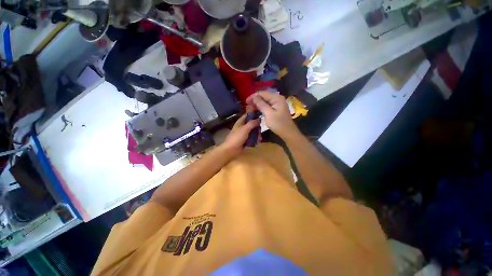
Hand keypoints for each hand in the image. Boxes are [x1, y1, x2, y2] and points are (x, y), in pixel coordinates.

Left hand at [220, 113, 259, 154]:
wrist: (231, 149)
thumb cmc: (237, 137)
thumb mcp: (245, 129)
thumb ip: (252, 123)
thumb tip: (259, 119)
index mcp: (241, 122)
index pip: (248, 115)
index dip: (254, 114)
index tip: (261, 114)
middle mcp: (243, 126)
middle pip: (253, 123)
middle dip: (257, 127)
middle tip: (260, 130)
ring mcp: (245, 133)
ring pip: (254, 131)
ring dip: (257, 134)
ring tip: (259, 138)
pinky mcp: (246, 140)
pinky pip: (253, 138)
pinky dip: (256, 139)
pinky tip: (258, 141)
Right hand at [248, 92, 298, 139]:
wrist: (288, 133)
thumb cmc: (278, 124)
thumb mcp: (269, 114)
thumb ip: (261, 104)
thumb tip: (254, 97)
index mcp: (277, 98)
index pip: (263, 93)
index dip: (254, 96)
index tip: (246, 101)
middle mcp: (277, 98)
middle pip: (264, 96)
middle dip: (255, 100)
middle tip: (247, 105)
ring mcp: (277, 103)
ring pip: (265, 101)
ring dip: (257, 104)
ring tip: (250, 108)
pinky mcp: (276, 108)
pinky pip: (267, 105)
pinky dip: (261, 107)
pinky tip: (256, 110)